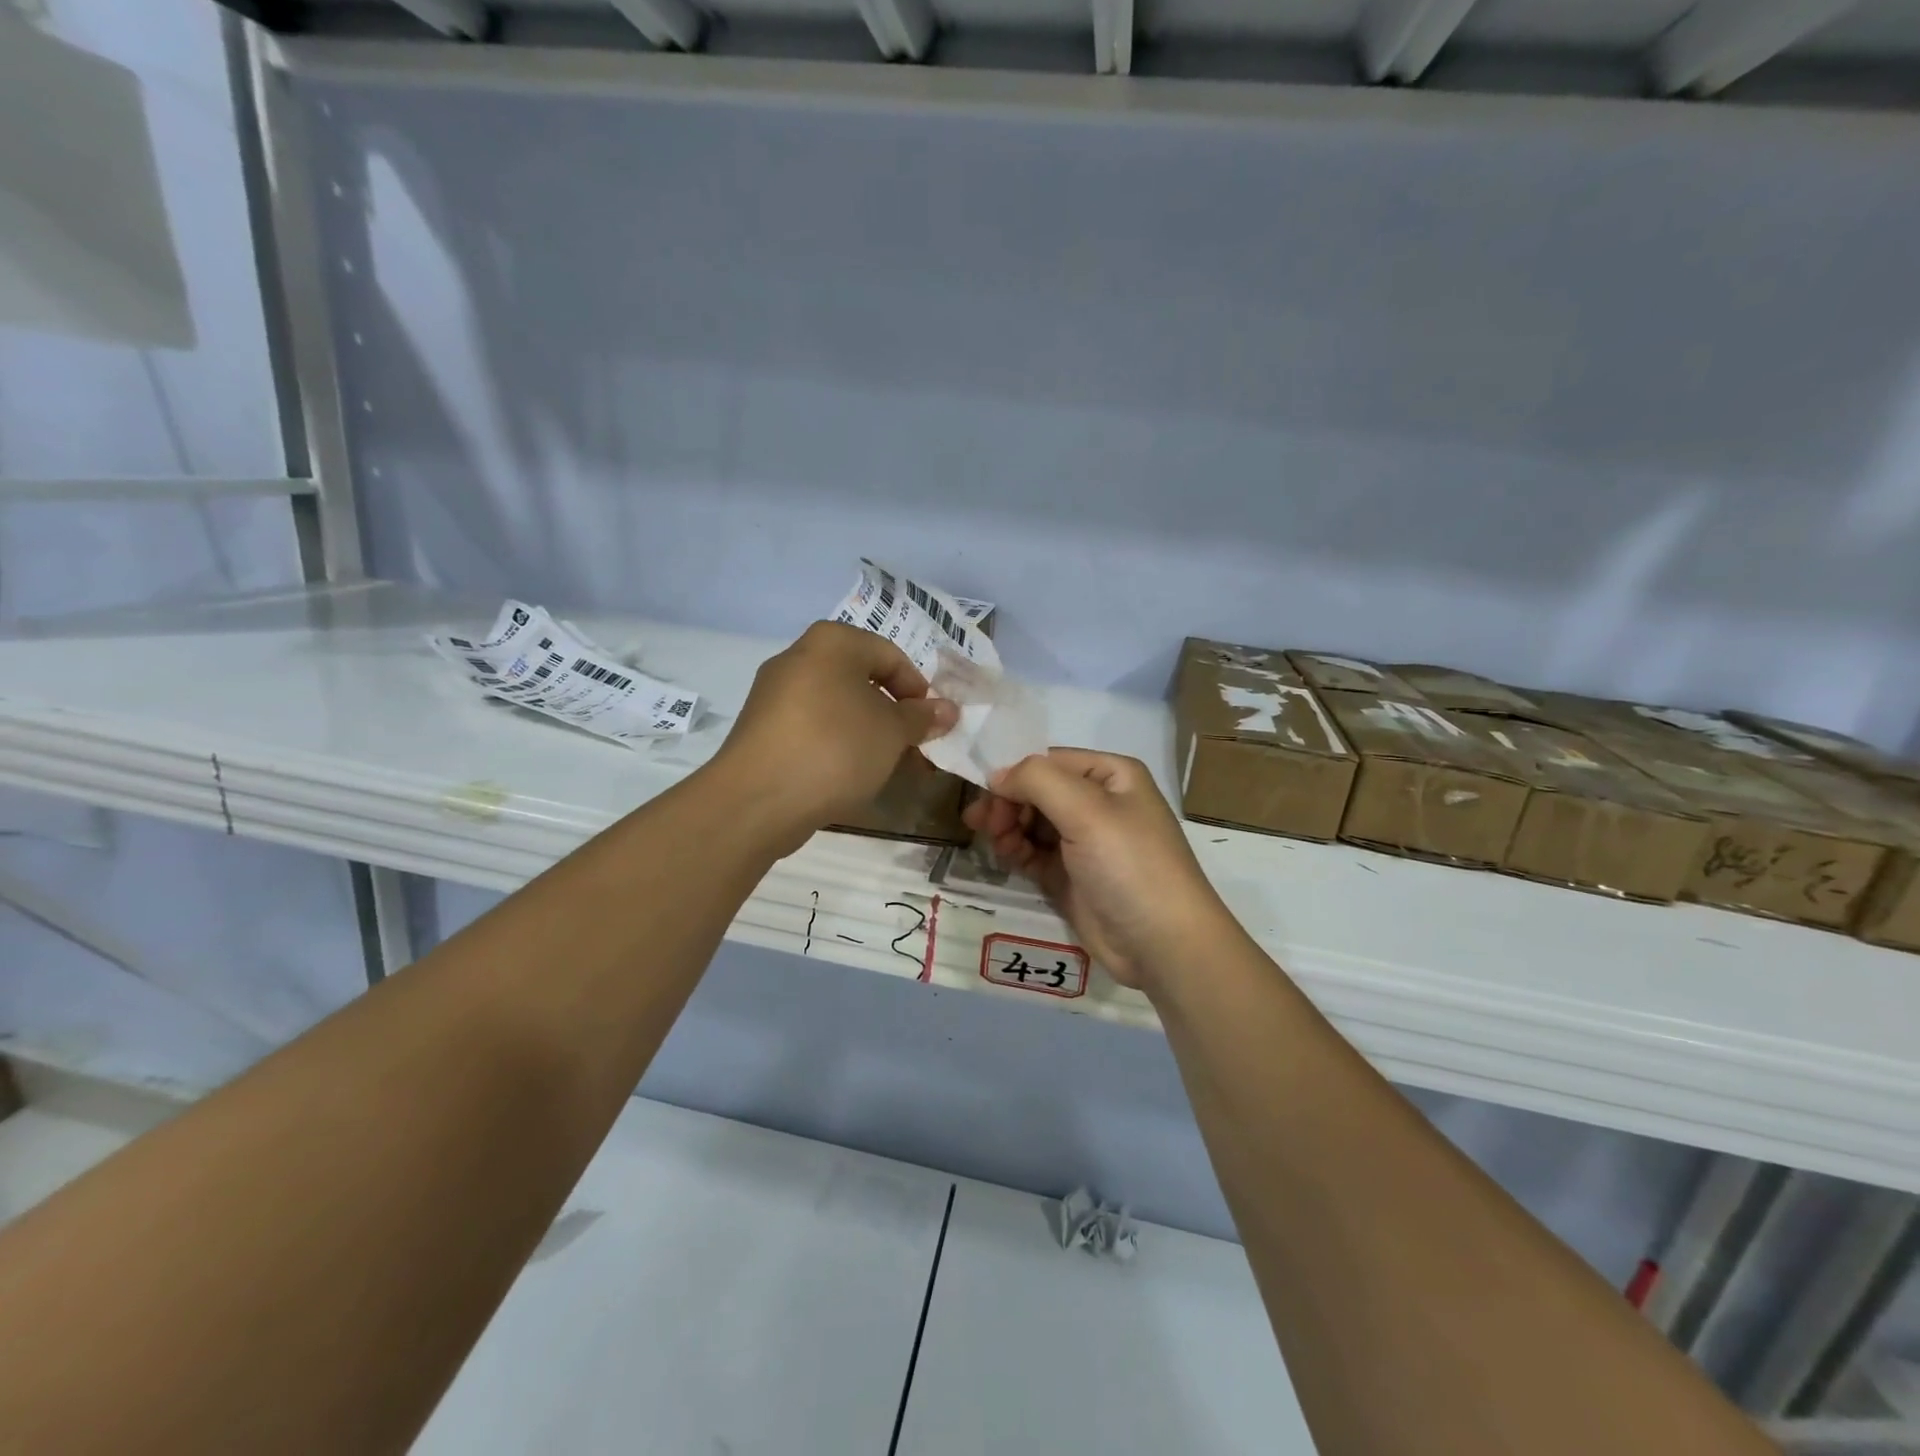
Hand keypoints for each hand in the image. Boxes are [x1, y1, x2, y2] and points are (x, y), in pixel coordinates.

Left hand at [713, 622, 958, 849]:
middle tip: (914, 748)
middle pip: (862, 681)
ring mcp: (775, 694)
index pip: (891, 656)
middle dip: (893, 715)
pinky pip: (812, 728)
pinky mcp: (762, 729)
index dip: (918, 690)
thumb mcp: (893, 732)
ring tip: (886, 766)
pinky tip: (849, 775)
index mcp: (832, 642)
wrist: (758, 798)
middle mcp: (799, 657)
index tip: (932, 725)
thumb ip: (922, 717)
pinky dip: (837, 744)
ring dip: (868, 733)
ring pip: (837, 707)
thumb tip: (947, 710)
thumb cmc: (836, 748)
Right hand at [962, 749, 1233, 992]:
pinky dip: (1015, 850)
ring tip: (996, 842)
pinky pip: (1032, 852)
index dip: (1014, 773)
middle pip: (1036, 790)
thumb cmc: (1129, 865)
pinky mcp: (1069, 875)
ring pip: (1030, 821)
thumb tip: (996, 776)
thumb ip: (1037, 780)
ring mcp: (1083, 840)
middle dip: (1007, 803)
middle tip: (984, 824)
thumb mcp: (1086, 810)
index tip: (984, 794)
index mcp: (1111, 775)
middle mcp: (1098, 802)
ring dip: (1007, 827)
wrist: (1161, 944)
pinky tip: (1006, 855)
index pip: (1049, 760)